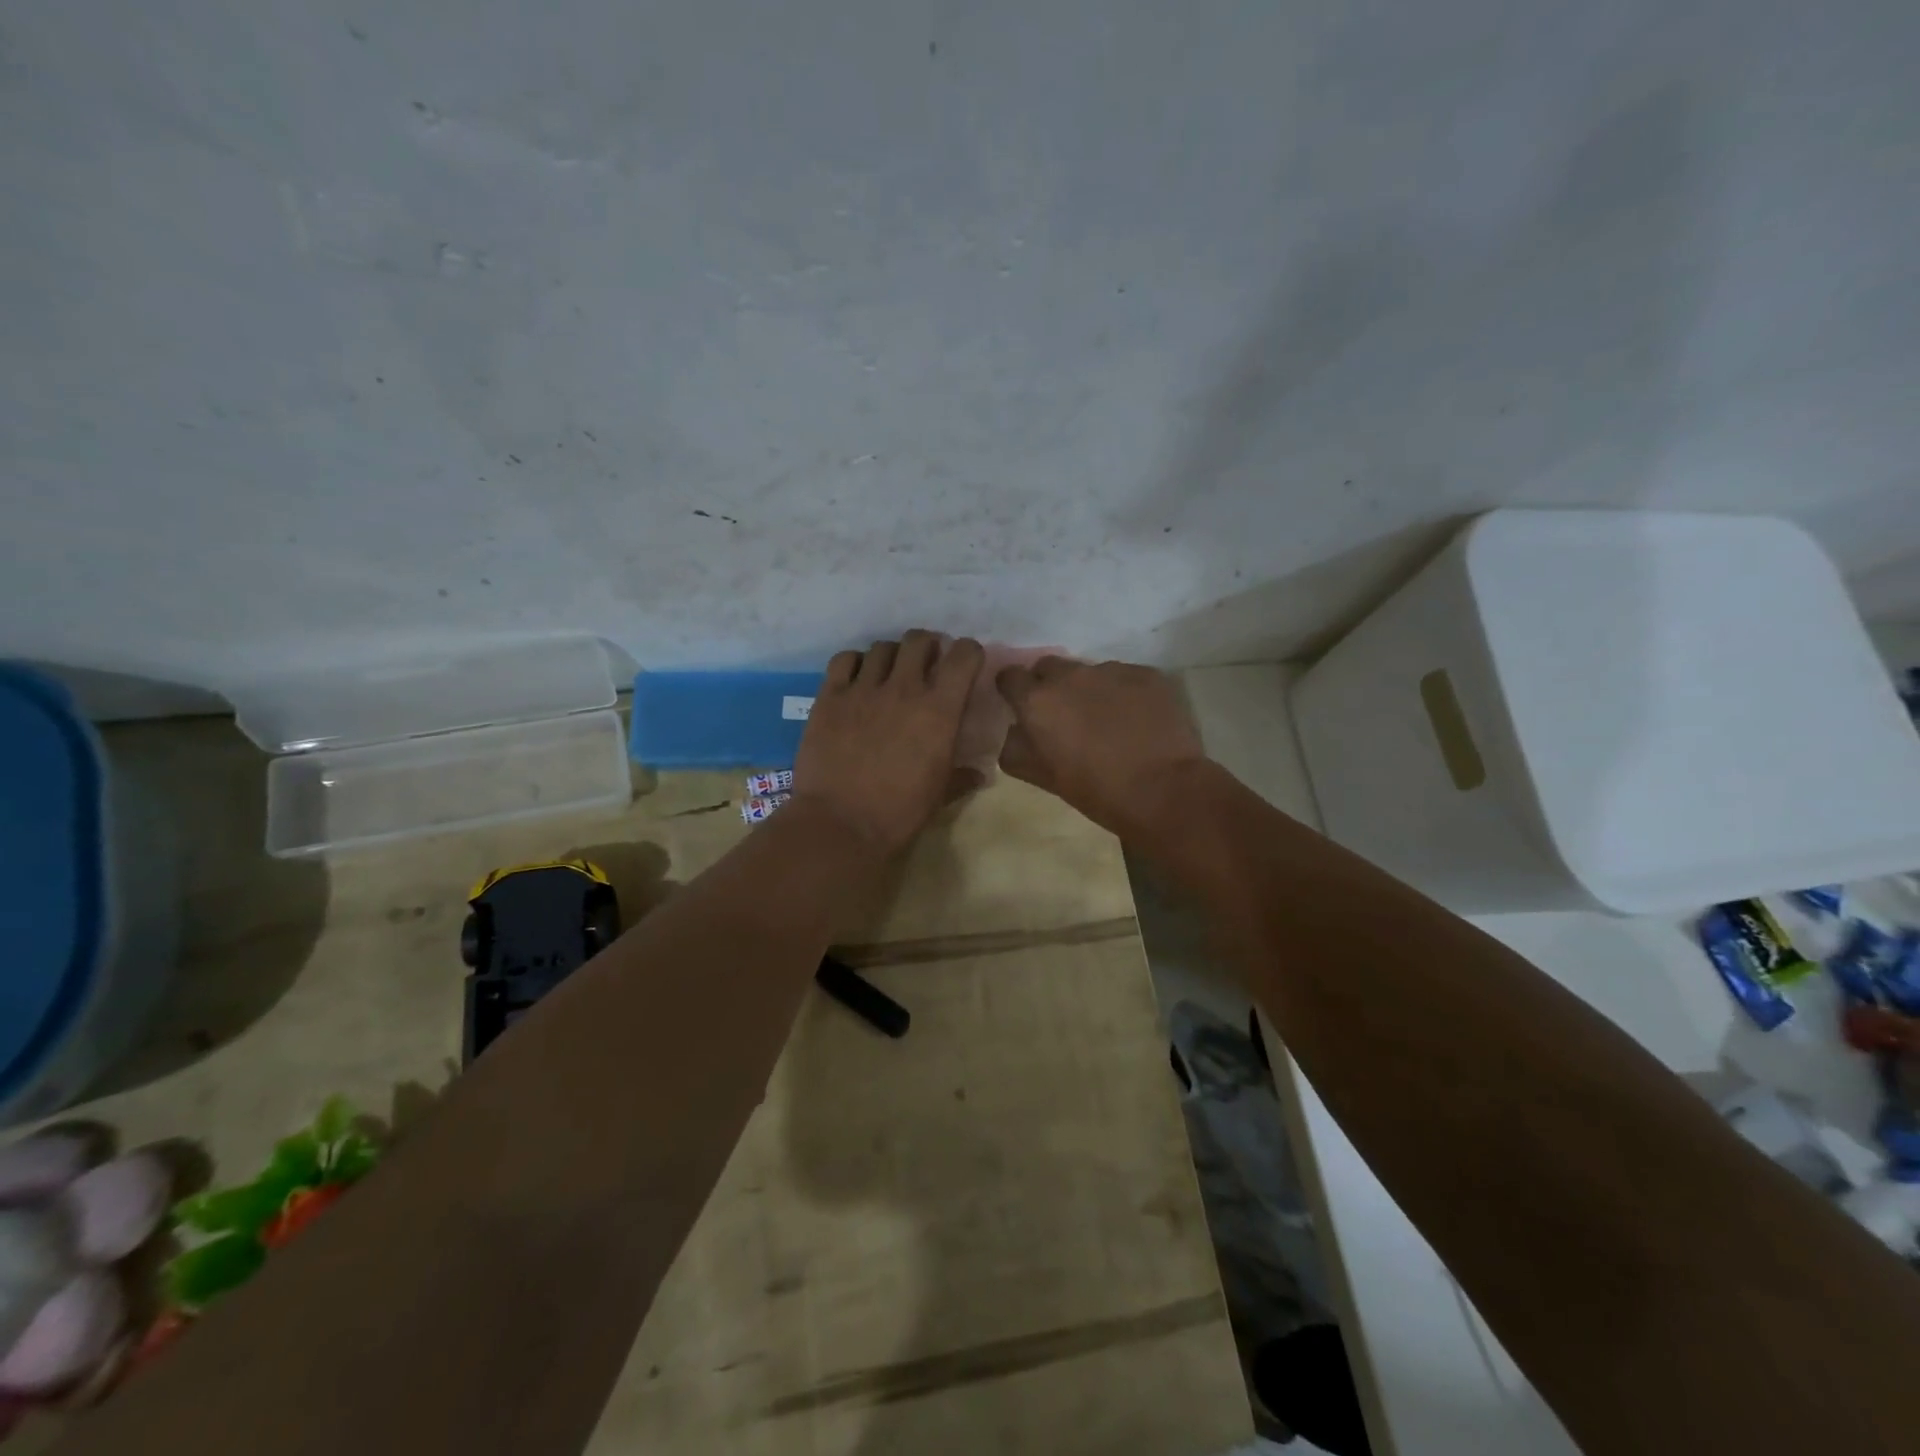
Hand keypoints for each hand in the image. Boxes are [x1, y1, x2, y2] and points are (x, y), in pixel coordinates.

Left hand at [792, 631, 985, 854]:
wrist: (840, 824)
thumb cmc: (899, 813)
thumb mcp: (939, 795)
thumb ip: (962, 777)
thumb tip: (980, 774)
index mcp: (939, 710)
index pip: (964, 656)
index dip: (968, 654)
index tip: (965, 665)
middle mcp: (904, 688)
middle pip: (919, 640)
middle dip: (928, 647)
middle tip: (925, 665)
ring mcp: (863, 689)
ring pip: (882, 647)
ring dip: (892, 656)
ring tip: (889, 674)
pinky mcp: (830, 696)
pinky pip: (844, 660)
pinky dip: (855, 663)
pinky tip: (856, 680)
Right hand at [996, 658, 1207, 837]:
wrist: (1163, 790)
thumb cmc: (1096, 790)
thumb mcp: (1043, 778)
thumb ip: (1017, 749)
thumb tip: (1015, 732)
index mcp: (1037, 701)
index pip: (1010, 676)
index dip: (1014, 690)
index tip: (1021, 706)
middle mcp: (1070, 675)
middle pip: (1049, 667)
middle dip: (1050, 685)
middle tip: (1065, 715)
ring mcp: (1112, 670)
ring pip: (1090, 672)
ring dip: (1091, 690)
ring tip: (1108, 720)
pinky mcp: (1147, 674)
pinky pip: (1126, 677)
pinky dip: (1125, 693)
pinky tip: (1137, 720)